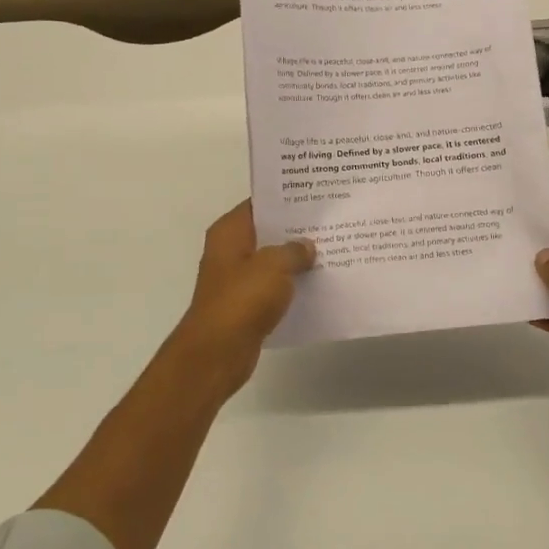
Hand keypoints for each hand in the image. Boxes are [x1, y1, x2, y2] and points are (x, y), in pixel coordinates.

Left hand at [161, 201, 313, 398]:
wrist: (217, 353)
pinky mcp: (245, 304)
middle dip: (295, 229)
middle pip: (267, 232)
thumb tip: (307, 246)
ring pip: (272, 261)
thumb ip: (294, 250)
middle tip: (330, 222)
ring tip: (331, 250)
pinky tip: (317, 283)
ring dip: (295, 259)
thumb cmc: (242, 299)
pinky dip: (291, 285)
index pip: (259, 204)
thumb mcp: (274, 266)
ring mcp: (236, 279)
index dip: (285, 199)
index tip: (315, 196)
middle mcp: (229, 250)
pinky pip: (273, 287)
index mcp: (229, 232)